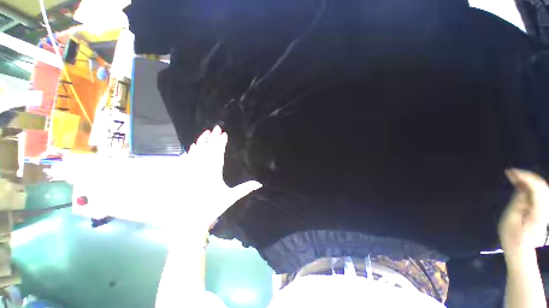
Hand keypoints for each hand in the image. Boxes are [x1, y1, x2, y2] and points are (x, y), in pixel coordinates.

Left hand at [179, 126, 261, 231]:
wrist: (190, 219)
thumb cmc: (212, 207)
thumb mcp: (230, 197)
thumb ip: (245, 188)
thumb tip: (259, 183)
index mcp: (213, 173)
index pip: (218, 153)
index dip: (221, 143)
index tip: (224, 134)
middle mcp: (201, 169)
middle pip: (207, 150)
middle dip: (212, 138)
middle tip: (216, 128)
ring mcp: (191, 172)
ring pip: (196, 153)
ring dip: (201, 142)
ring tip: (205, 133)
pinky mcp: (184, 176)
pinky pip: (187, 161)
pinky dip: (190, 152)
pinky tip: (191, 147)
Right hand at [498, 169, 548, 256]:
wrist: (521, 249)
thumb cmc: (512, 237)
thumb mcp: (511, 220)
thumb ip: (518, 202)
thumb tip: (521, 188)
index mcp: (539, 213)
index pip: (537, 189)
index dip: (525, 177)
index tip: (510, 172)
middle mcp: (547, 209)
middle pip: (542, 187)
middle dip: (527, 177)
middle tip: (511, 172)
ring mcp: (547, 210)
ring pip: (543, 189)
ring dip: (530, 180)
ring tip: (515, 177)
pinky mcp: (545, 210)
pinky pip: (541, 193)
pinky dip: (532, 186)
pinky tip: (522, 185)